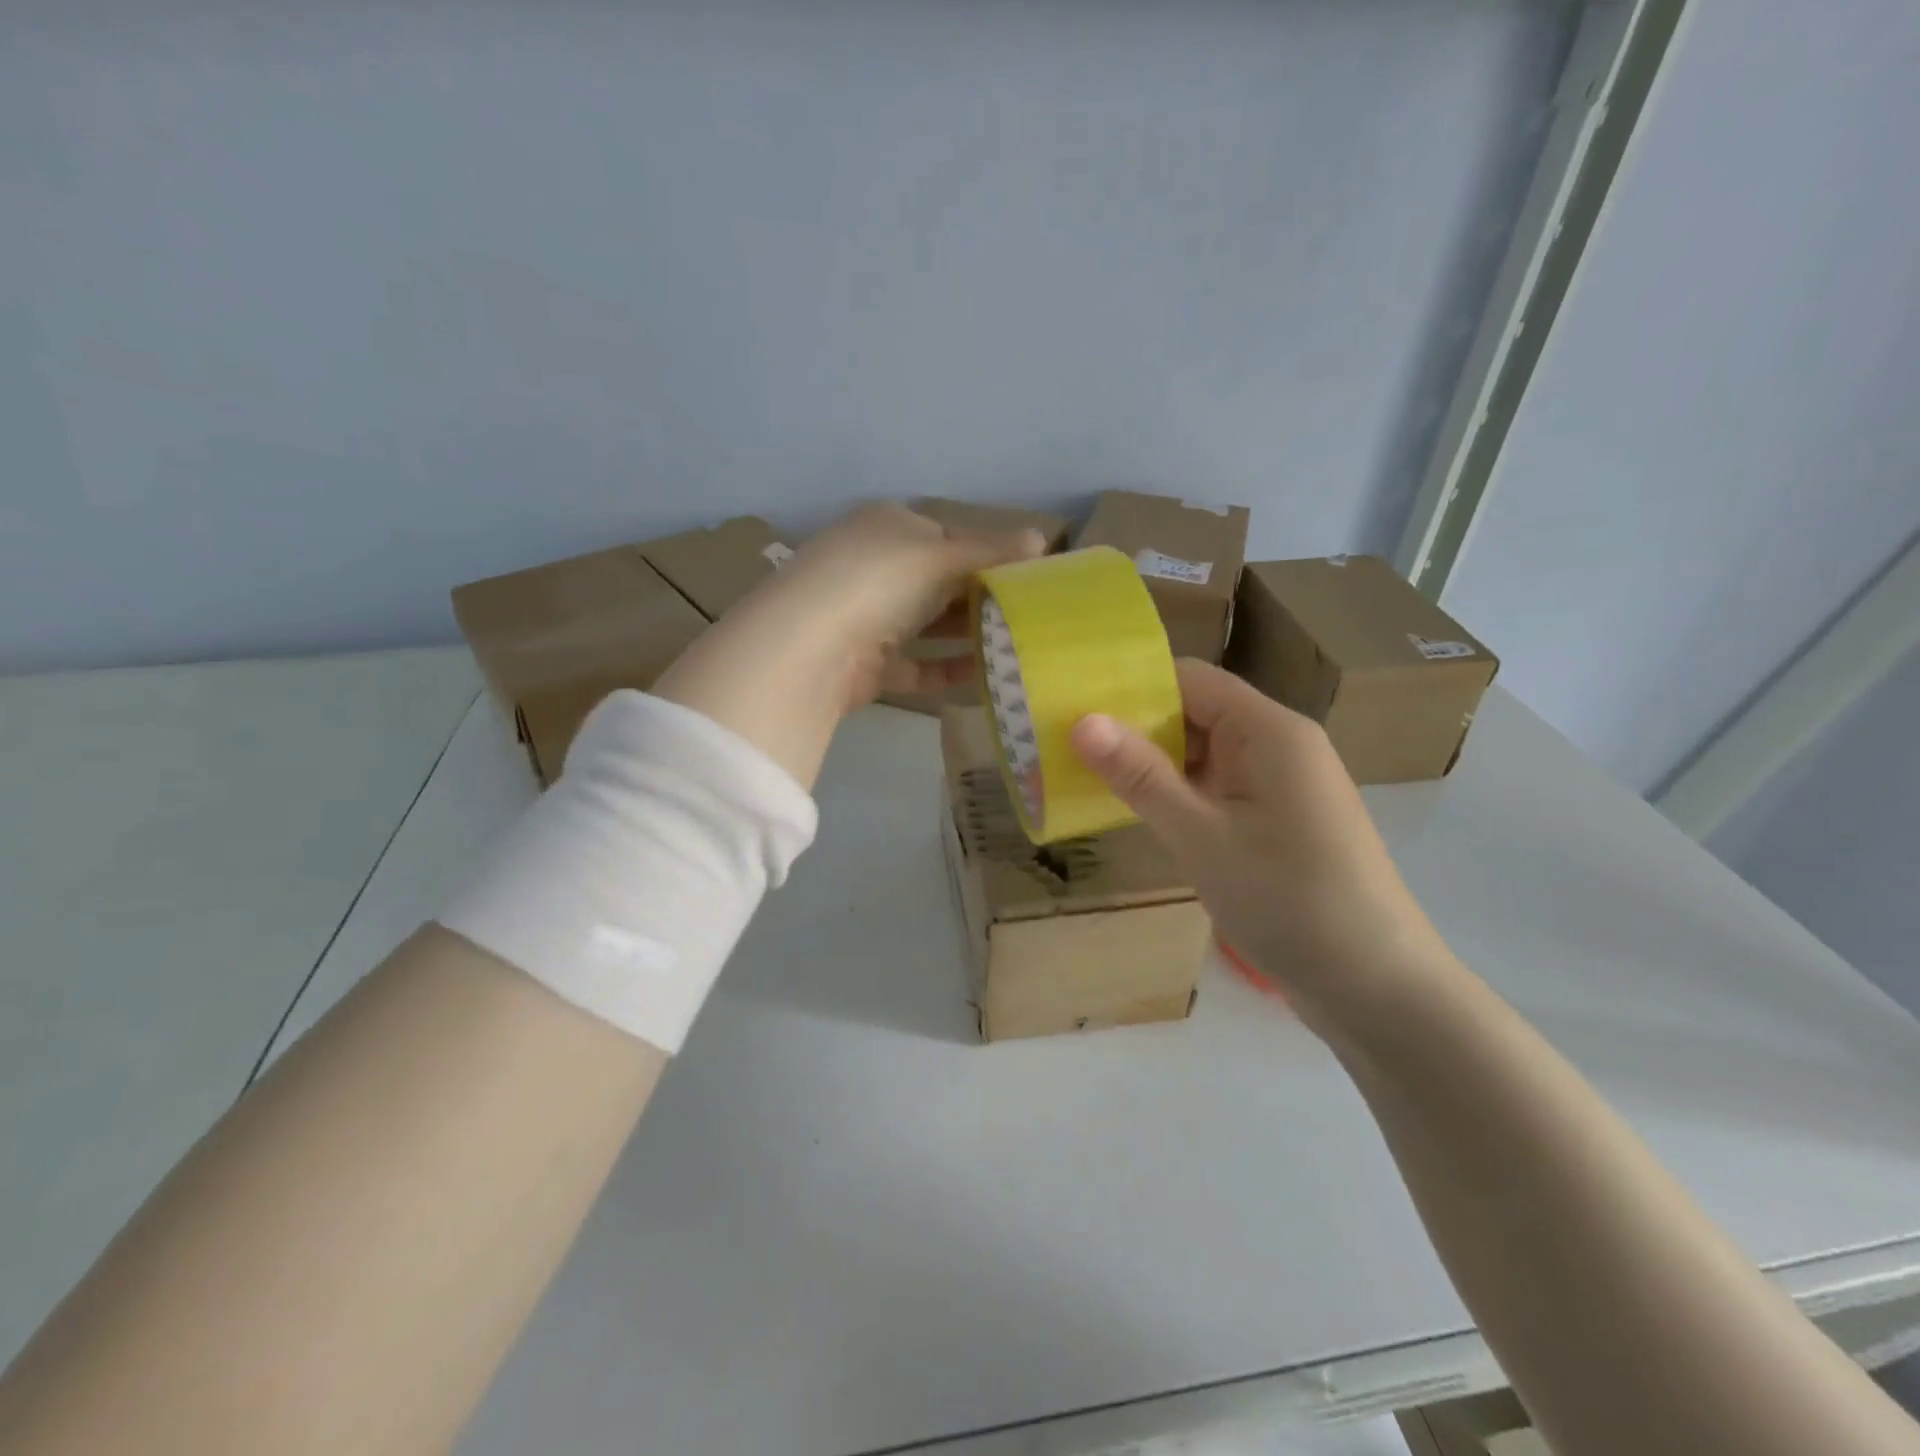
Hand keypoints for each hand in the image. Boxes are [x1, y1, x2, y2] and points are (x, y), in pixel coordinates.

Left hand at [758, 504, 1048, 706]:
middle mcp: (875, 567)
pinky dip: (946, 670)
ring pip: (928, 626)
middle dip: (980, 599)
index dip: (986, 554)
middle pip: (938, 583)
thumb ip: (991, 550)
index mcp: (888, 527)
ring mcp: (868, 617)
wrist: (812, 645)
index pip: (946, 537)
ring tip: (1016, 647)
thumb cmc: (880, 579)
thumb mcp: (940, 556)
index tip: (1026, 577)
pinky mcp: (868, 663)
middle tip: (1028, 616)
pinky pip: (916, 666)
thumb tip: (1043, 538)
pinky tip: (983, 678)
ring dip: (967, 637)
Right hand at [1070, 660, 1454, 1027]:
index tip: (1074, 708)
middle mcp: (1279, 744)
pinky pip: (1220, 789)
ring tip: (1089, 779)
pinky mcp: (1281, 821)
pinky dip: (1180, 796)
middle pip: (1196, 713)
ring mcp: (1282, 785)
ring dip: (1154, 766)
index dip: (1131, 688)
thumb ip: (1140, 775)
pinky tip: (1142, 814)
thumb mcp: (1201, 837)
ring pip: (1205, 755)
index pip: (1190, 679)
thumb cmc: (1288, 900)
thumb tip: (1082, 720)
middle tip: (1067, 748)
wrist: (1378, 987)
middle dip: (1135, 729)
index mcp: (1268, 730)